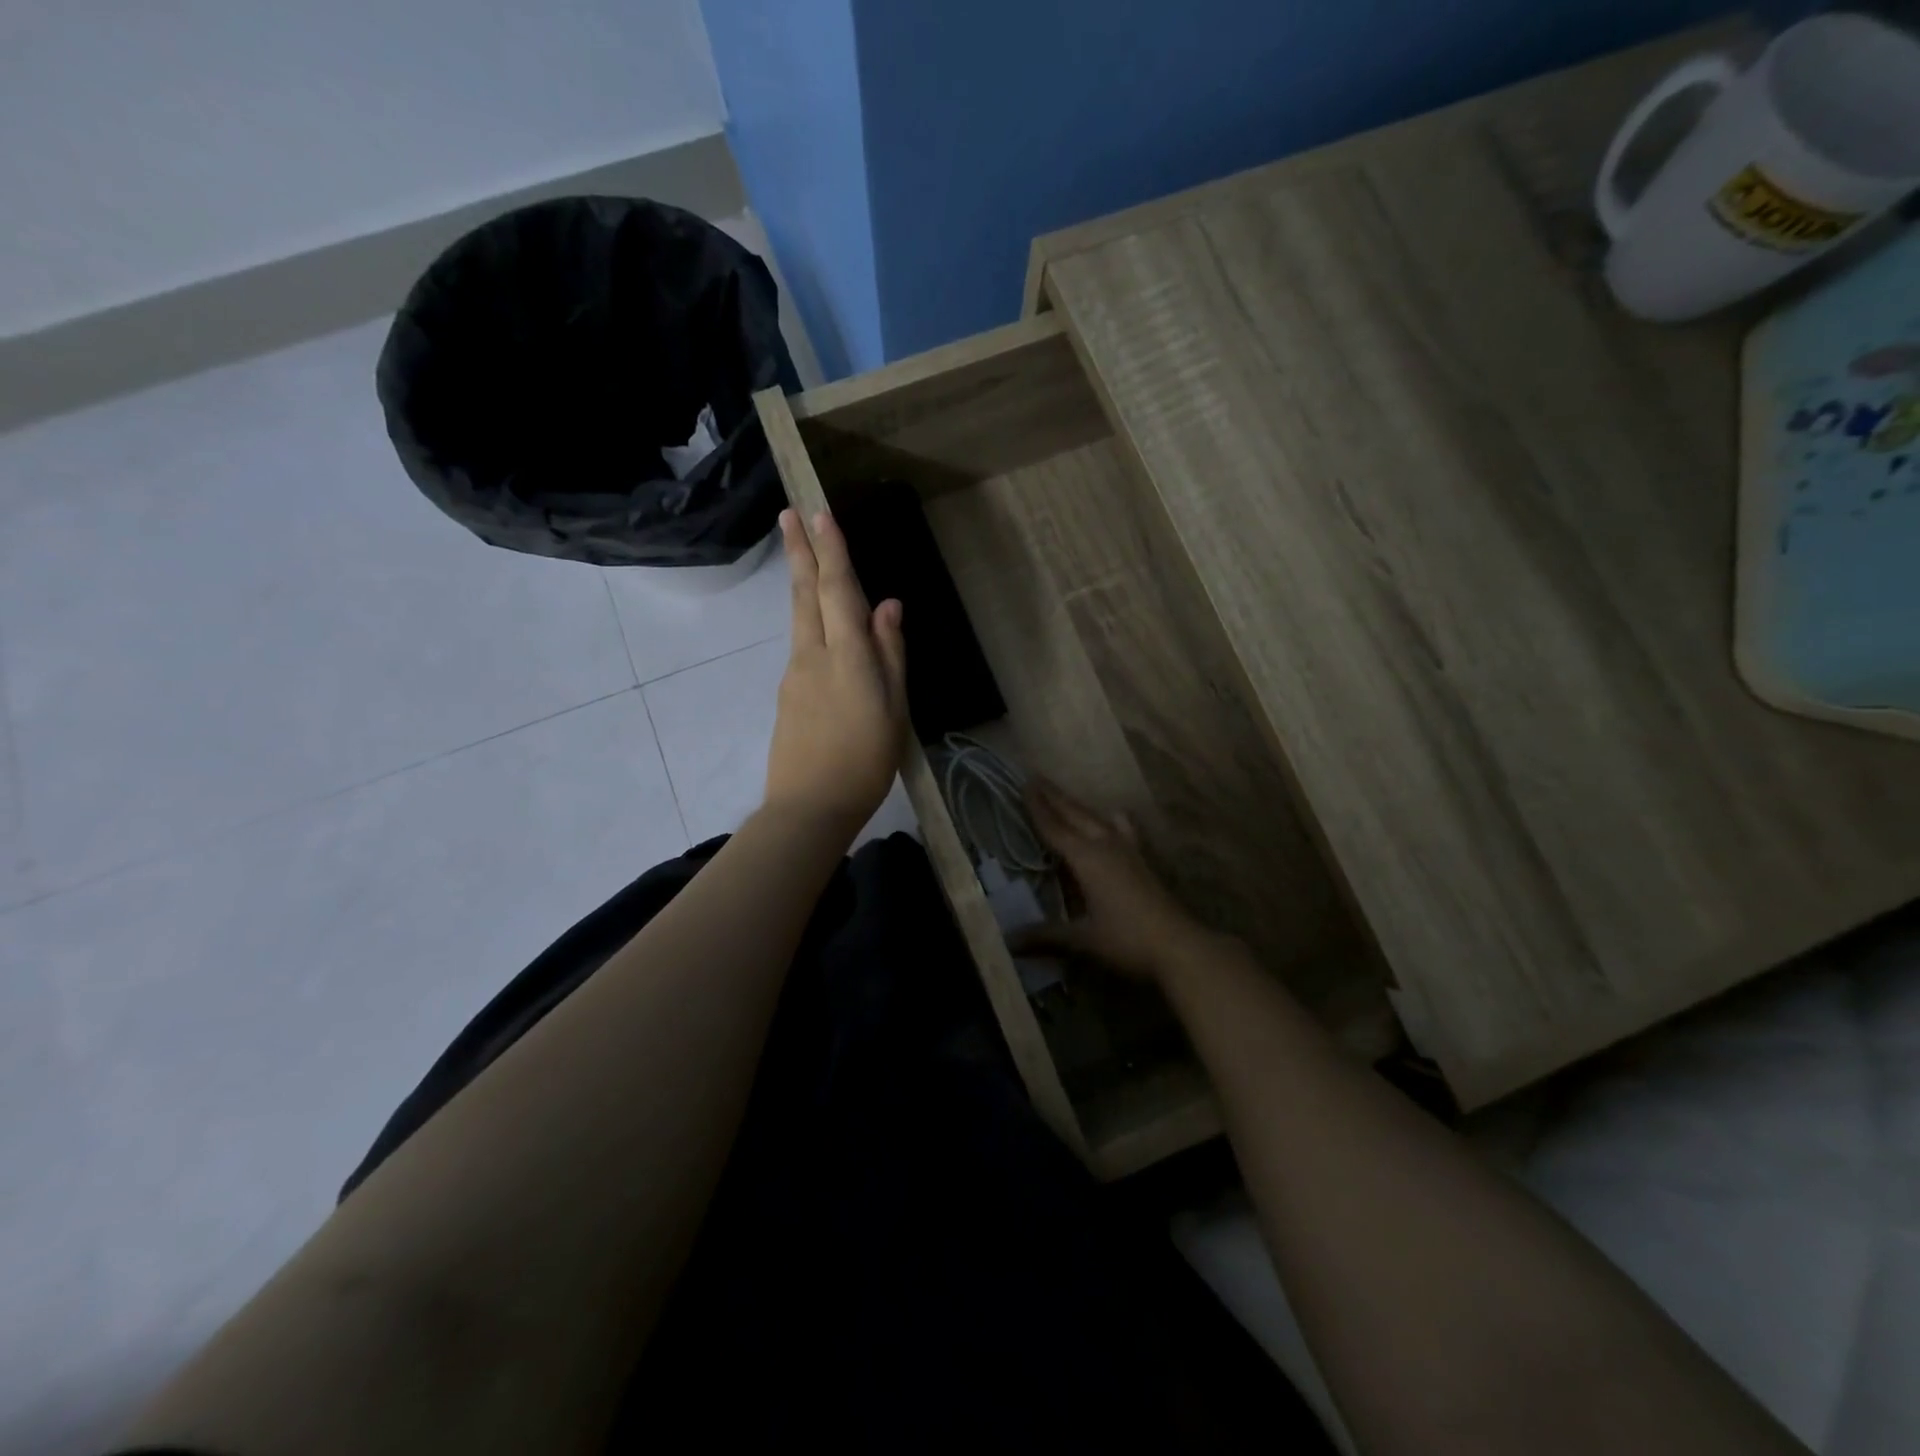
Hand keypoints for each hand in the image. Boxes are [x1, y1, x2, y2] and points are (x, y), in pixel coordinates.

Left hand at [763, 509, 907, 834]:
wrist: (808, 808)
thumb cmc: (865, 761)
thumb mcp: (893, 710)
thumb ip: (890, 655)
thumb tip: (887, 606)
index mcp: (846, 656)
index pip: (837, 590)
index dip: (831, 551)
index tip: (819, 513)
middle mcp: (812, 655)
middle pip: (804, 594)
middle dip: (799, 551)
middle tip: (788, 514)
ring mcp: (794, 675)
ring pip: (798, 618)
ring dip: (800, 582)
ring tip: (803, 556)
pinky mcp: (786, 695)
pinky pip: (801, 646)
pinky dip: (809, 622)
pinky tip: (821, 629)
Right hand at [1015, 777, 1216, 982]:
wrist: (1179, 945)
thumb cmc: (1127, 939)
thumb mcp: (1083, 939)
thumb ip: (1045, 936)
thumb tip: (1008, 941)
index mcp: (1087, 858)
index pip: (1055, 828)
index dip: (1038, 807)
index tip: (1024, 783)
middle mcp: (1106, 845)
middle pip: (1076, 814)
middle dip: (1055, 797)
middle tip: (1036, 778)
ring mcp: (1128, 850)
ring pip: (1097, 818)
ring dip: (1078, 806)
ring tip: (1064, 796)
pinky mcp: (1142, 861)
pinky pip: (1121, 828)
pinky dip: (1110, 819)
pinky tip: (1115, 818)